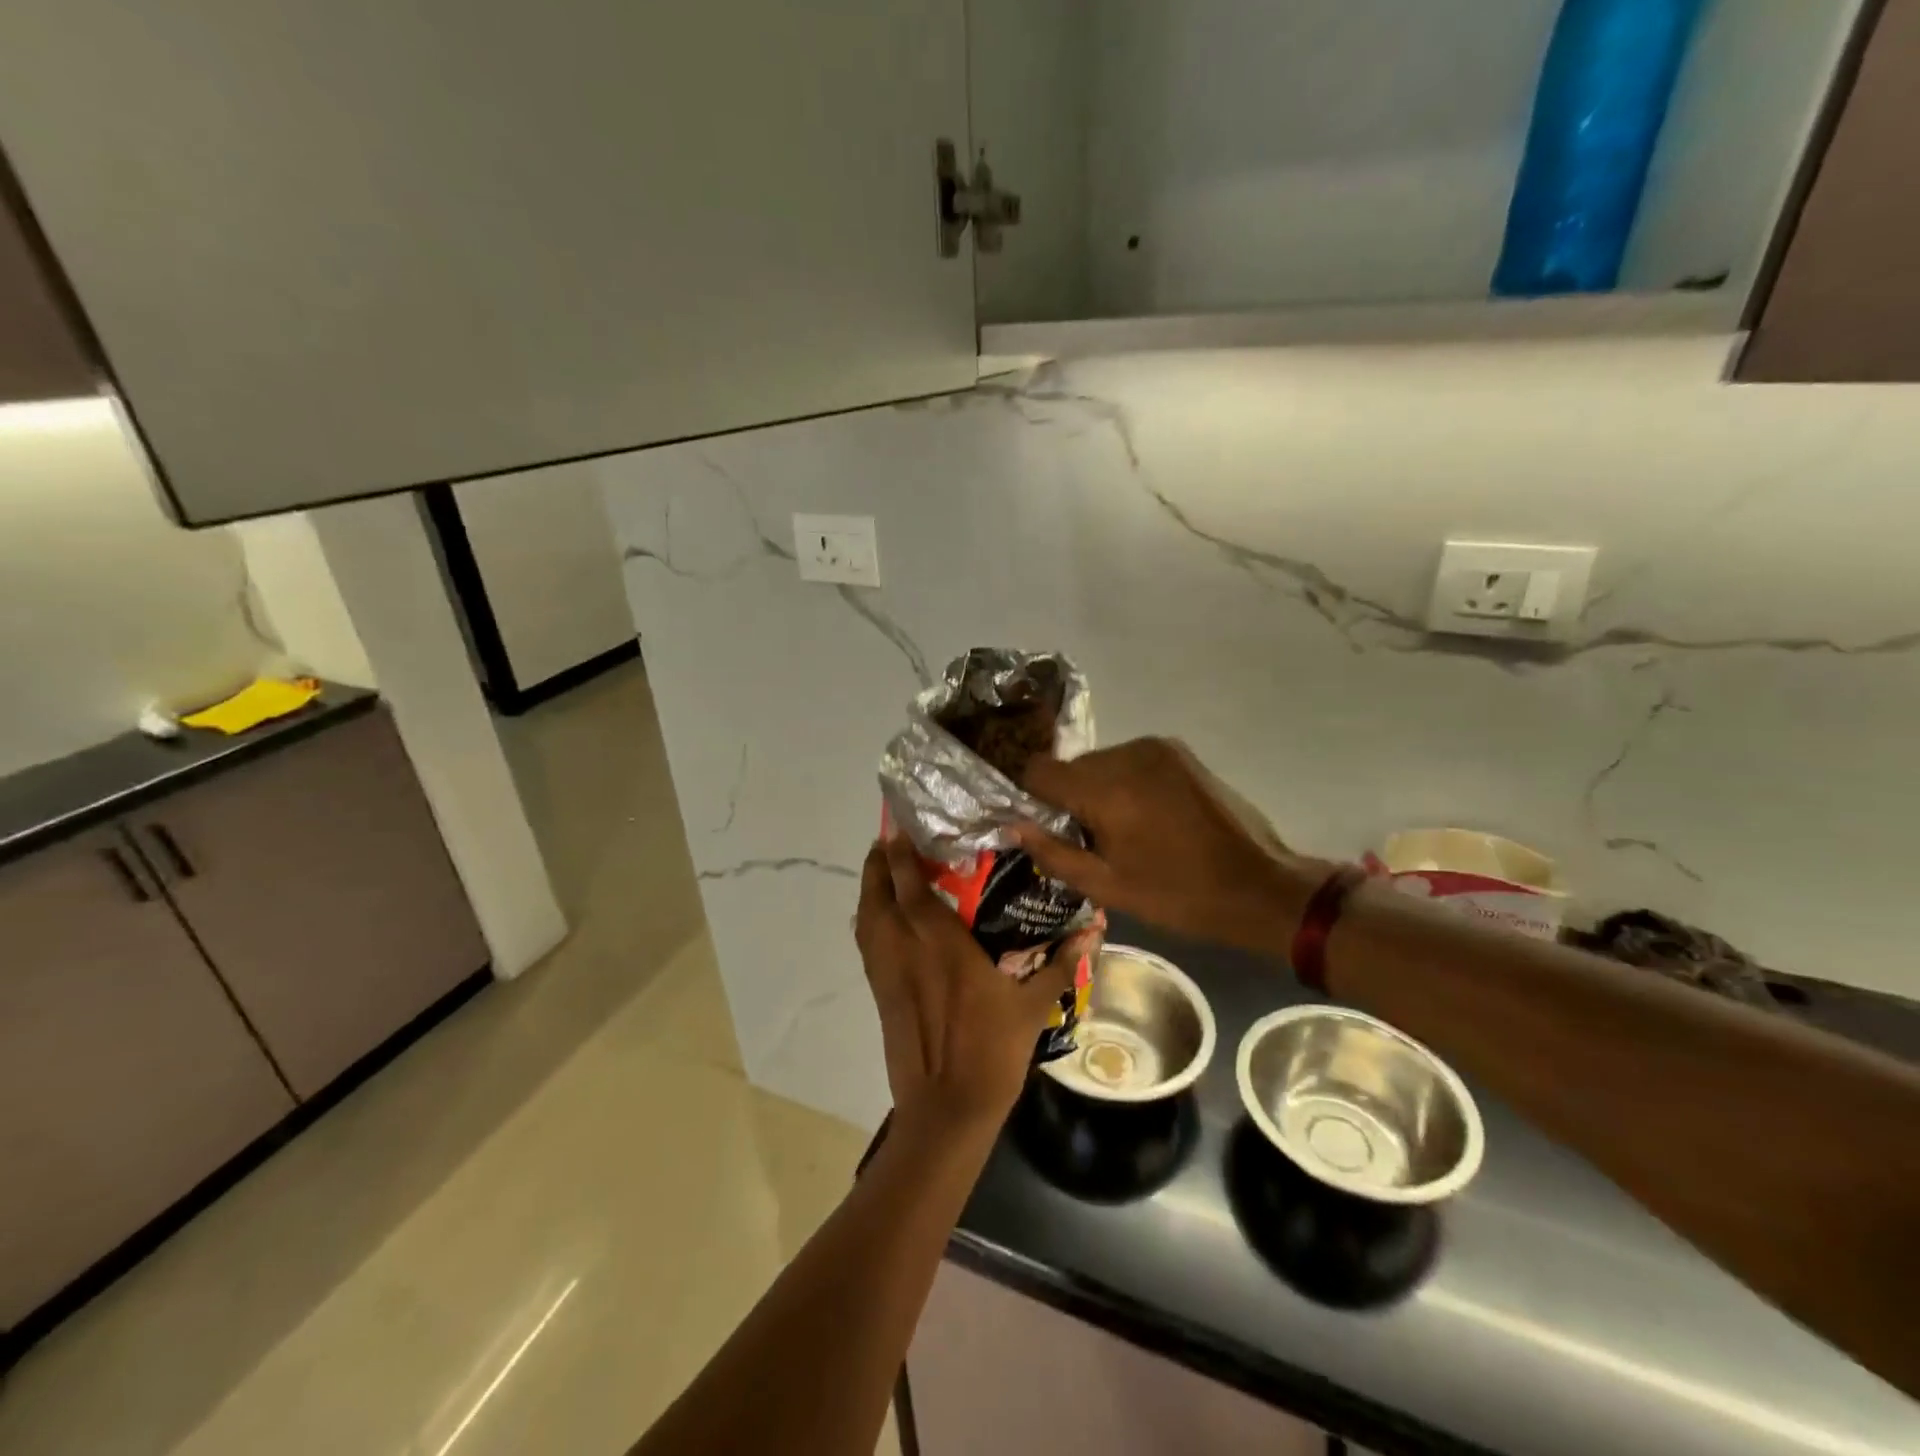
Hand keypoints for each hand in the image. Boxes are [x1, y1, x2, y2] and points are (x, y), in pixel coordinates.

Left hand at [855, 834, 1078, 1133]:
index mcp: (942, 946)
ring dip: (869, 890)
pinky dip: (868, 921)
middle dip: (877, 865)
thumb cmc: (992, 1052)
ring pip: (866, 919)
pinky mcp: (879, 994)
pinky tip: (880, 918)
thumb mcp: (1034, 1006)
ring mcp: (888, 974)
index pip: (912, 889)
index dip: (900, 857)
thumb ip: (1062, 963)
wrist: (947, 1109)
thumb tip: (1095, 929)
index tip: (899, 830)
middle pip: (878, 896)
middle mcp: (907, 951)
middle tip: (888, 842)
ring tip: (881, 871)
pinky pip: (866, 945)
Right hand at [1012, 738, 1323, 953]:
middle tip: (1092, 841)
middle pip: (1071, 767)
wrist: (1260, 886)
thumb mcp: (1107, 887)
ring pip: (1101, 764)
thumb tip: (1015, 825)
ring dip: (1099, 792)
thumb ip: (1053, 853)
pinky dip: (1125, 784)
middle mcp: (1127, 754)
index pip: (1038, 770)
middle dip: (1070, 800)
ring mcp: (1157, 748)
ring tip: (1125, 832)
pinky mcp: (1179, 753)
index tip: (1047, 829)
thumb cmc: (1178, 894)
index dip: (1031, 798)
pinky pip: (1130, 762)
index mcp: (1106, 787)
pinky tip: (1149, 818)